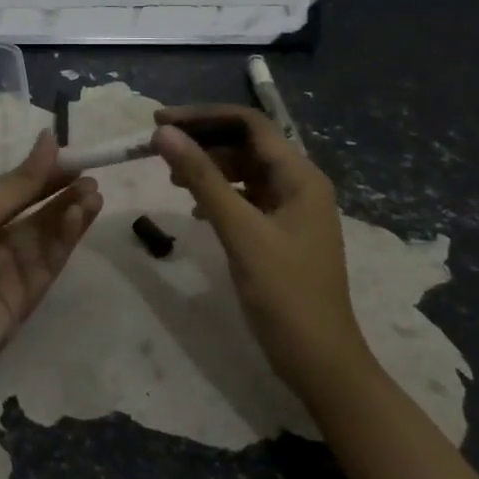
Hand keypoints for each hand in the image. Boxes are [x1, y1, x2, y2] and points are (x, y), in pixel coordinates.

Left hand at [0, 132, 101, 392]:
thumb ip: (18, 183)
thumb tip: (49, 138)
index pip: (18, 189)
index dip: (46, 174)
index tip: (75, 159)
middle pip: (37, 212)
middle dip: (64, 194)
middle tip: (92, 179)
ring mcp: (13, 269)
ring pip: (49, 235)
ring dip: (71, 214)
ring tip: (94, 195)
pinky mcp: (28, 296)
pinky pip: (51, 261)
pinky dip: (66, 240)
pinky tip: (80, 218)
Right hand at [151, 105, 366, 388]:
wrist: (320, 362)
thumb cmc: (284, 292)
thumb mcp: (239, 231)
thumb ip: (202, 178)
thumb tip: (164, 132)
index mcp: (300, 176)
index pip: (249, 124)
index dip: (203, 116)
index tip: (160, 121)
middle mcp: (299, 184)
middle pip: (246, 143)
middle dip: (202, 141)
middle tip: (158, 147)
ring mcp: (291, 209)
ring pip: (244, 170)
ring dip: (208, 167)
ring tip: (171, 176)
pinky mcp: (281, 232)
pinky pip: (245, 197)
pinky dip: (218, 194)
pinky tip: (195, 210)